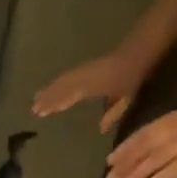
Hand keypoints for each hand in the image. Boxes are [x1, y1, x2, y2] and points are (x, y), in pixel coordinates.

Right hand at [33, 51, 149, 132]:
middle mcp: (84, 78)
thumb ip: (113, 113)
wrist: (143, 48)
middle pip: (61, 88)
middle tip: (33, 108)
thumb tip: (100, 130)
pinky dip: (60, 82)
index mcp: (90, 87)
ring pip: (63, 80)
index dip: (54, 105)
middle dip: (47, 98)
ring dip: (50, 89)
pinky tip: (56, 86)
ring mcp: (86, 70)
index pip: (67, 97)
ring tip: (38, 97)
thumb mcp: (126, 98)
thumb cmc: (135, 75)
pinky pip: (70, 75)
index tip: (39, 112)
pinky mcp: (90, 66)